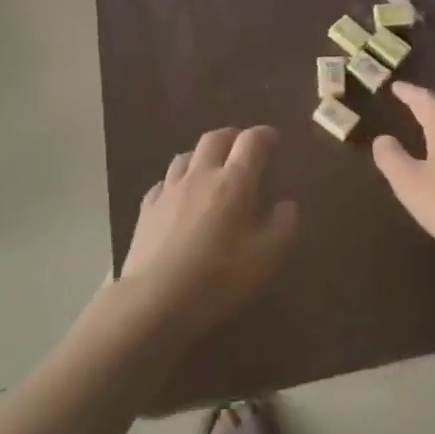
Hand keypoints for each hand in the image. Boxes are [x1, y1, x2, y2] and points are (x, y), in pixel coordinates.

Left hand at [118, 127, 296, 337]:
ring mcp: (170, 190)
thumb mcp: (266, 257)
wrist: (156, 299)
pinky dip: (177, 181)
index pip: (251, 142)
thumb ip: (283, 225)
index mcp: (234, 182)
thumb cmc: (219, 277)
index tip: (273, 139)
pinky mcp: (147, 208)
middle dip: (232, 136)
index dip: (264, 135)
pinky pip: (164, 182)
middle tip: (243, 146)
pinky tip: (179, 196)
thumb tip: (287, 205)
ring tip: (210, 168)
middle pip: (215, 139)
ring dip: (202, 155)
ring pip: (186, 156)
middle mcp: (201, 175)